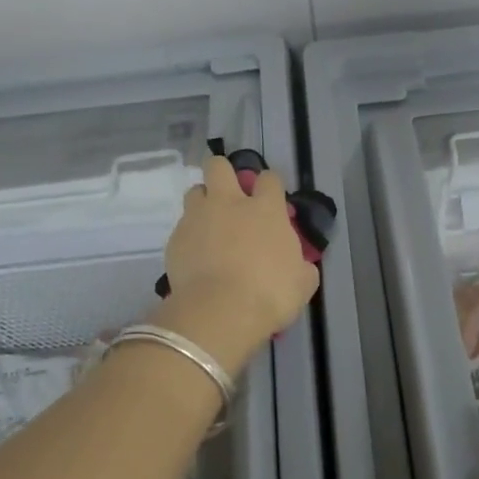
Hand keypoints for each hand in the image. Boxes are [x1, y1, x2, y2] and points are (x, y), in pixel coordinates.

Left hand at [153, 155, 318, 372]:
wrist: (220, 312)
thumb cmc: (270, 294)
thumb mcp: (303, 283)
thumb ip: (301, 266)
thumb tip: (301, 265)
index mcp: (265, 209)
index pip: (269, 178)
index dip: (270, 186)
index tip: (271, 200)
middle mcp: (229, 203)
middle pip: (219, 166)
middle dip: (223, 173)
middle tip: (229, 196)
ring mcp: (198, 218)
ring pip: (195, 191)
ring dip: (203, 203)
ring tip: (209, 226)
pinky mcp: (175, 239)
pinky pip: (182, 228)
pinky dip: (190, 237)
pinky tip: (196, 258)